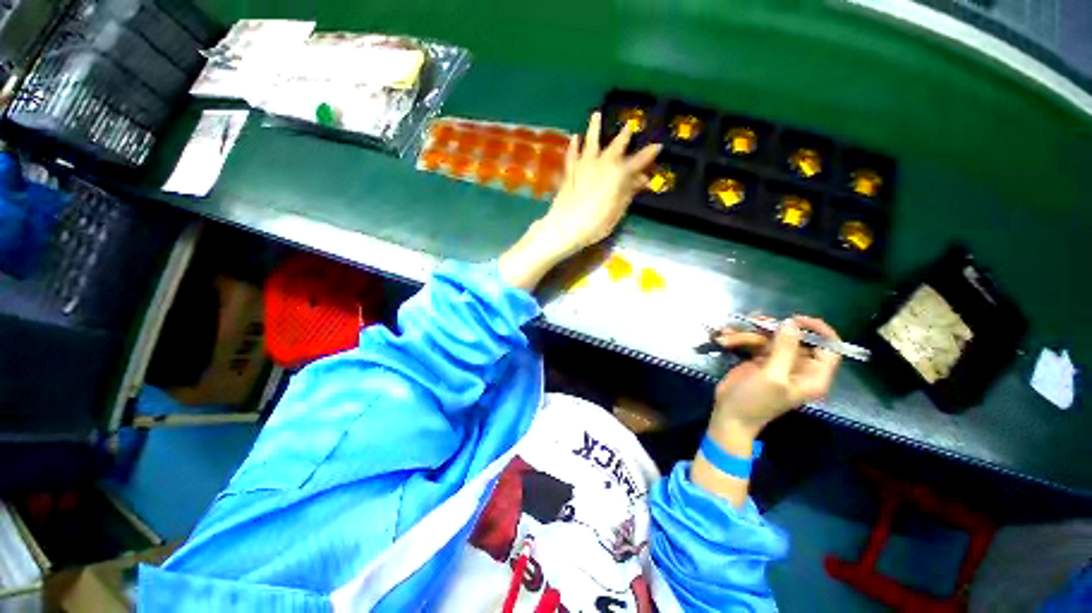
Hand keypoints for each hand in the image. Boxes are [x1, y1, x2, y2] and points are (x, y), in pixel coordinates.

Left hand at [536, 112, 661, 258]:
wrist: (565, 227)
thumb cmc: (595, 224)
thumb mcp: (617, 211)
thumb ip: (628, 192)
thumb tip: (641, 179)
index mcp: (617, 175)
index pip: (637, 162)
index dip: (648, 155)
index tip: (658, 146)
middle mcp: (602, 164)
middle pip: (615, 147)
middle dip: (624, 136)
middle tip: (629, 125)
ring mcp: (583, 166)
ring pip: (591, 143)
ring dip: (594, 128)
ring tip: (596, 114)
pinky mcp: (569, 172)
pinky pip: (572, 155)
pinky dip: (574, 146)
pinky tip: (575, 137)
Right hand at [709, 315, 842, 442]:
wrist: (730, 414)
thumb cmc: (756, 400)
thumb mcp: (772, 376)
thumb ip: (784, 349)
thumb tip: (791, 323)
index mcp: (812, 375)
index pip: (829, 348)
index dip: (818, 330)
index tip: (795, 319)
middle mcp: (798, 367)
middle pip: (793, 338)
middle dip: (770, 329)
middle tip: (753, 322)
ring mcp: (777, 362)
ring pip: (769, 338)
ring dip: (746, 334)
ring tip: (727, 337)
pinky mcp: (758, 360)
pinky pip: (753, 342)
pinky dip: (739, 338)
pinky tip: (724, 337)